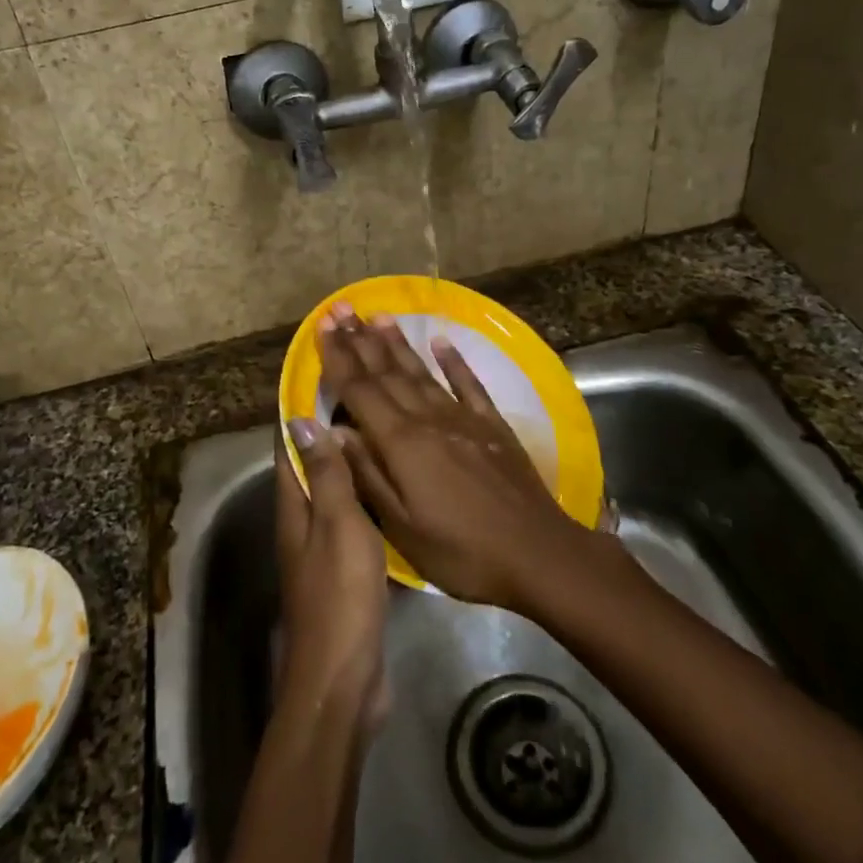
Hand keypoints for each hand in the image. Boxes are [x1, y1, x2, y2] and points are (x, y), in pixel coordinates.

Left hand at [276, 421, 390, 735]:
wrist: (344, 677)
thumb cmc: (340, 595)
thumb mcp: (337, 525)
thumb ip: (325, 475)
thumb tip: (301, 419)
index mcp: (293, 506)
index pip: (289, 445)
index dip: (300, 410)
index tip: (323, 375)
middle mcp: (302, 520)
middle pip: (311, 464)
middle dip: (330, 430)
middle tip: (366, 395)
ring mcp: (322, 547)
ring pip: (334, 490)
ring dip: (350, 460)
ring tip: (382, 429)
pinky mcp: (344, 569)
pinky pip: (353, 518)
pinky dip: (367, 494)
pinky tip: (393, 485)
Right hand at [316, 305, 593, 611]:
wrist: (538, 553)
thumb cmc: (461, 551)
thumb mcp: (402, 526)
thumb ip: (366, 474)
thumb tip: (332, 430)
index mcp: (401, 443)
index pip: (360, 390)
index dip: (339, 358)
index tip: (324, 326)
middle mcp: (428, 419)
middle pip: (388, 373)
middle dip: (360, 340)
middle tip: (341, 309)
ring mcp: (463, 418)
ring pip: (422, 372)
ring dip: (397, 343)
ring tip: (377, 315)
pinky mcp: (493, 425)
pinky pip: (469, 384)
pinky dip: (454, 361)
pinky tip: (441, 342)